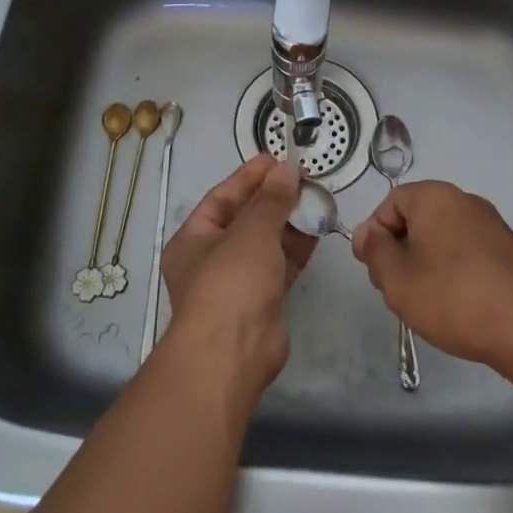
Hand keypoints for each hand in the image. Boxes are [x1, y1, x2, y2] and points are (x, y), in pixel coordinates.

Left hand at [159, 156, 317, 397]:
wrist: (233, 353)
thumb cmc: (231, 282)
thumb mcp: (251, 231)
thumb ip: (272, 200)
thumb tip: (287, 169)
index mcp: (193, 239)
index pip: (222, 197)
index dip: (248, 177)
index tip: (276, 158)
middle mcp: (210, 259)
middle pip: (244, 219)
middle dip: (272, 198)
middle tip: (302, 177)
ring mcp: (236, 283)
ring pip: (265, 243)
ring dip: (289, 222)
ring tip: (316, 198)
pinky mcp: (261, 302)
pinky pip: (280, 266)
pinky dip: (297, 248)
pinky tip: (318, 229)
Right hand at [350, 180, 512, 370]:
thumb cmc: (452, 297)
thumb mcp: (397, 279)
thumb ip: (375, 251)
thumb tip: (366, 232)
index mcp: (435, 196)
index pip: (391, 202)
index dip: (376, 234)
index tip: (375, 270)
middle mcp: (465, 201)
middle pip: (418, 219)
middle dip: (401, 251)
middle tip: (396, 289)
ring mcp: (493, 226)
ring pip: (444, 238)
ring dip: (427, 264)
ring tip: (426, 302)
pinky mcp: (511, 253)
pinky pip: (469, 254)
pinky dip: (456, 273)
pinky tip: (457, 306)